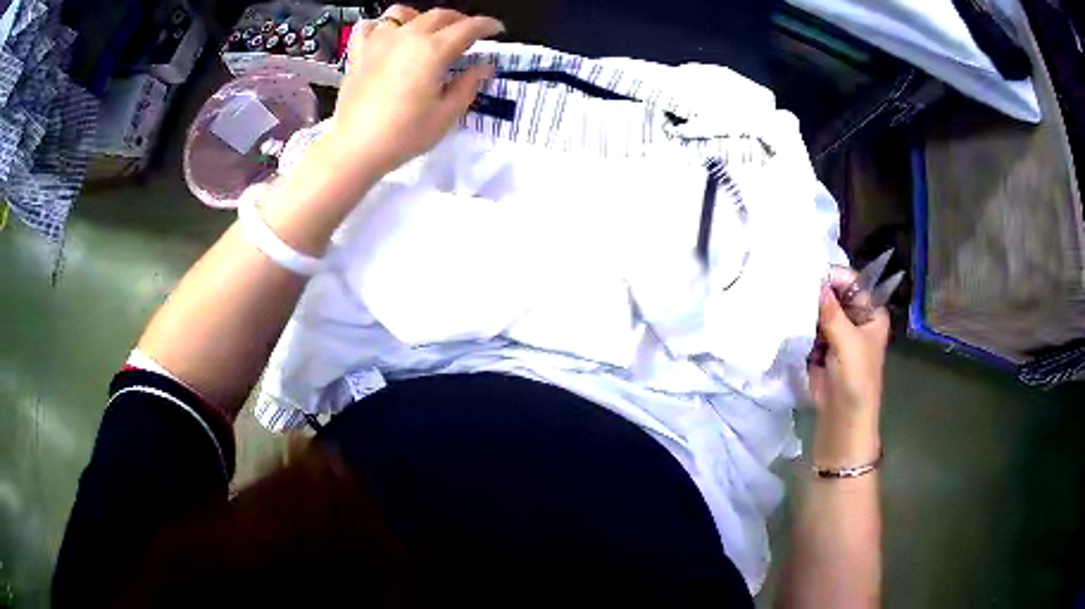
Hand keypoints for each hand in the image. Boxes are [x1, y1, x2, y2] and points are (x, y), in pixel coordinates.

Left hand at [326, 5, 503, 176]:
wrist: (356, 147)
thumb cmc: (405, 133)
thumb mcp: (446, 114)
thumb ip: (468, 85)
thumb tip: (484, 66)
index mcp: (434, 49)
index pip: (468, 27)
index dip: (486, 25)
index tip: (497, 30)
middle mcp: (408, 36)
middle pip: (439, 15)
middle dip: (458, 20)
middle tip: (467, 33)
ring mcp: (379, 41)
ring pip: (402, 13)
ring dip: (420, 17)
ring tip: (425, 31)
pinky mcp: (358, 53)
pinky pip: (368, 27)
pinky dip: (380, 27)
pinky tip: (386, 38)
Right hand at [808, 267, 889, 466]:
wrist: (842, 418)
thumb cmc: (856, 380)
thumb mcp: (848, 344)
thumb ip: (833, 313)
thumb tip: (817, 284)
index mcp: (871, 313)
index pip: (853, 283)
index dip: (834, 277)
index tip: (809, 276)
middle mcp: (855, 318)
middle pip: (835, 294)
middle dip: (817, 292)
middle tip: (793, 286)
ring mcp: (838, 332)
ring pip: (820, 310)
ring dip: (807, 309)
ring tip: (788, 303)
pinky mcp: (822, 346)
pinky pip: (810, 327)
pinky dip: (801, 324)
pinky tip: (788, 320)